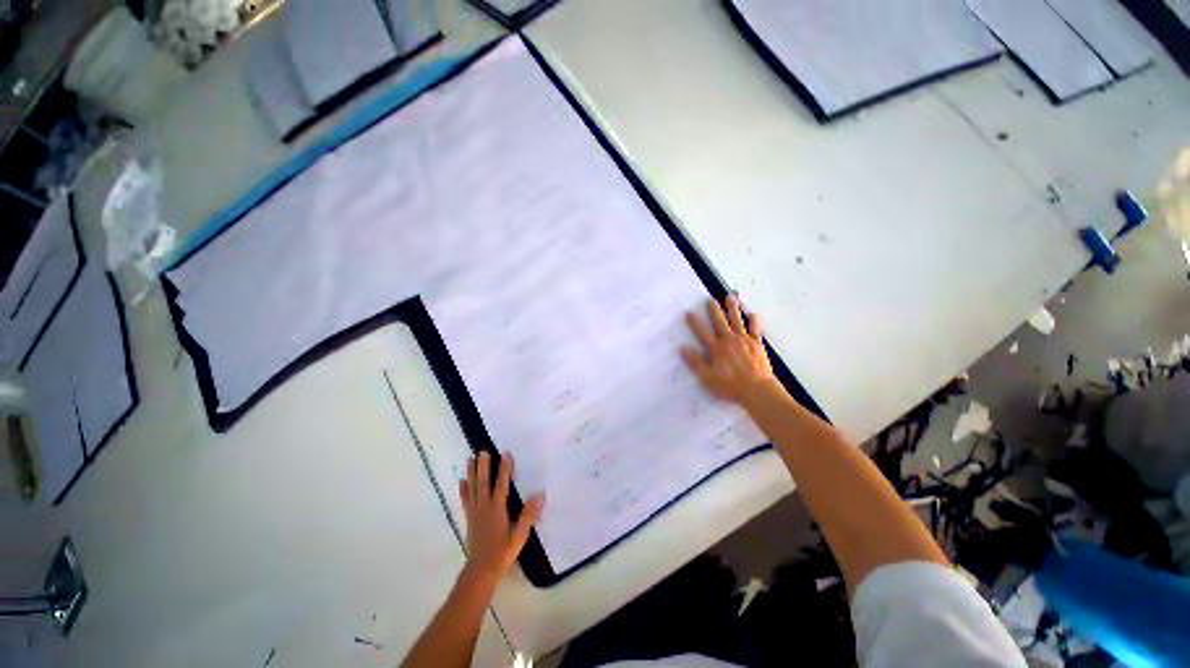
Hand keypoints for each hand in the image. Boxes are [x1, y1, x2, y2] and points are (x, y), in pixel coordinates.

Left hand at [458, 451, 544, 582]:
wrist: (481, 570)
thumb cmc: (503, 552)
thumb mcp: (519, 535)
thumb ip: (529, 515)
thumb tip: (540, 495)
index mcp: (497, 509)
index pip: (501, 485)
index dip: (505, 469)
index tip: (506, 453)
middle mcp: (484, 507)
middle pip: (483, 483)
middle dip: (483, 466)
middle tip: (482, 451)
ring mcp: (475, 512)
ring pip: (473, 488)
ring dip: (472, 473)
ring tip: (470, 459)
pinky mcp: (470, 518)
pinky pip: (466, 500)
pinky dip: (464, 490)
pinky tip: (462, 481)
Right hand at [682, 295, 774, 405]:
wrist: (757, 389)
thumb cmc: (730, 386)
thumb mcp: (707, 377)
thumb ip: (696, 362)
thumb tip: (684, 348)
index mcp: (716, 349)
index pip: (702, 332)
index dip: (694, 322)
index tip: (689, 313)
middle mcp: (728, 340)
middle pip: (719, 322)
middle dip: (714, 310)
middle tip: (710, 299)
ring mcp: (744, 340)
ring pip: (737, 320)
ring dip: (733, 308)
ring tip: (730, 297)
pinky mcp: (756, 344)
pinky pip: (755, 329)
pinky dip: (753, 320)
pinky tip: (752, 313)